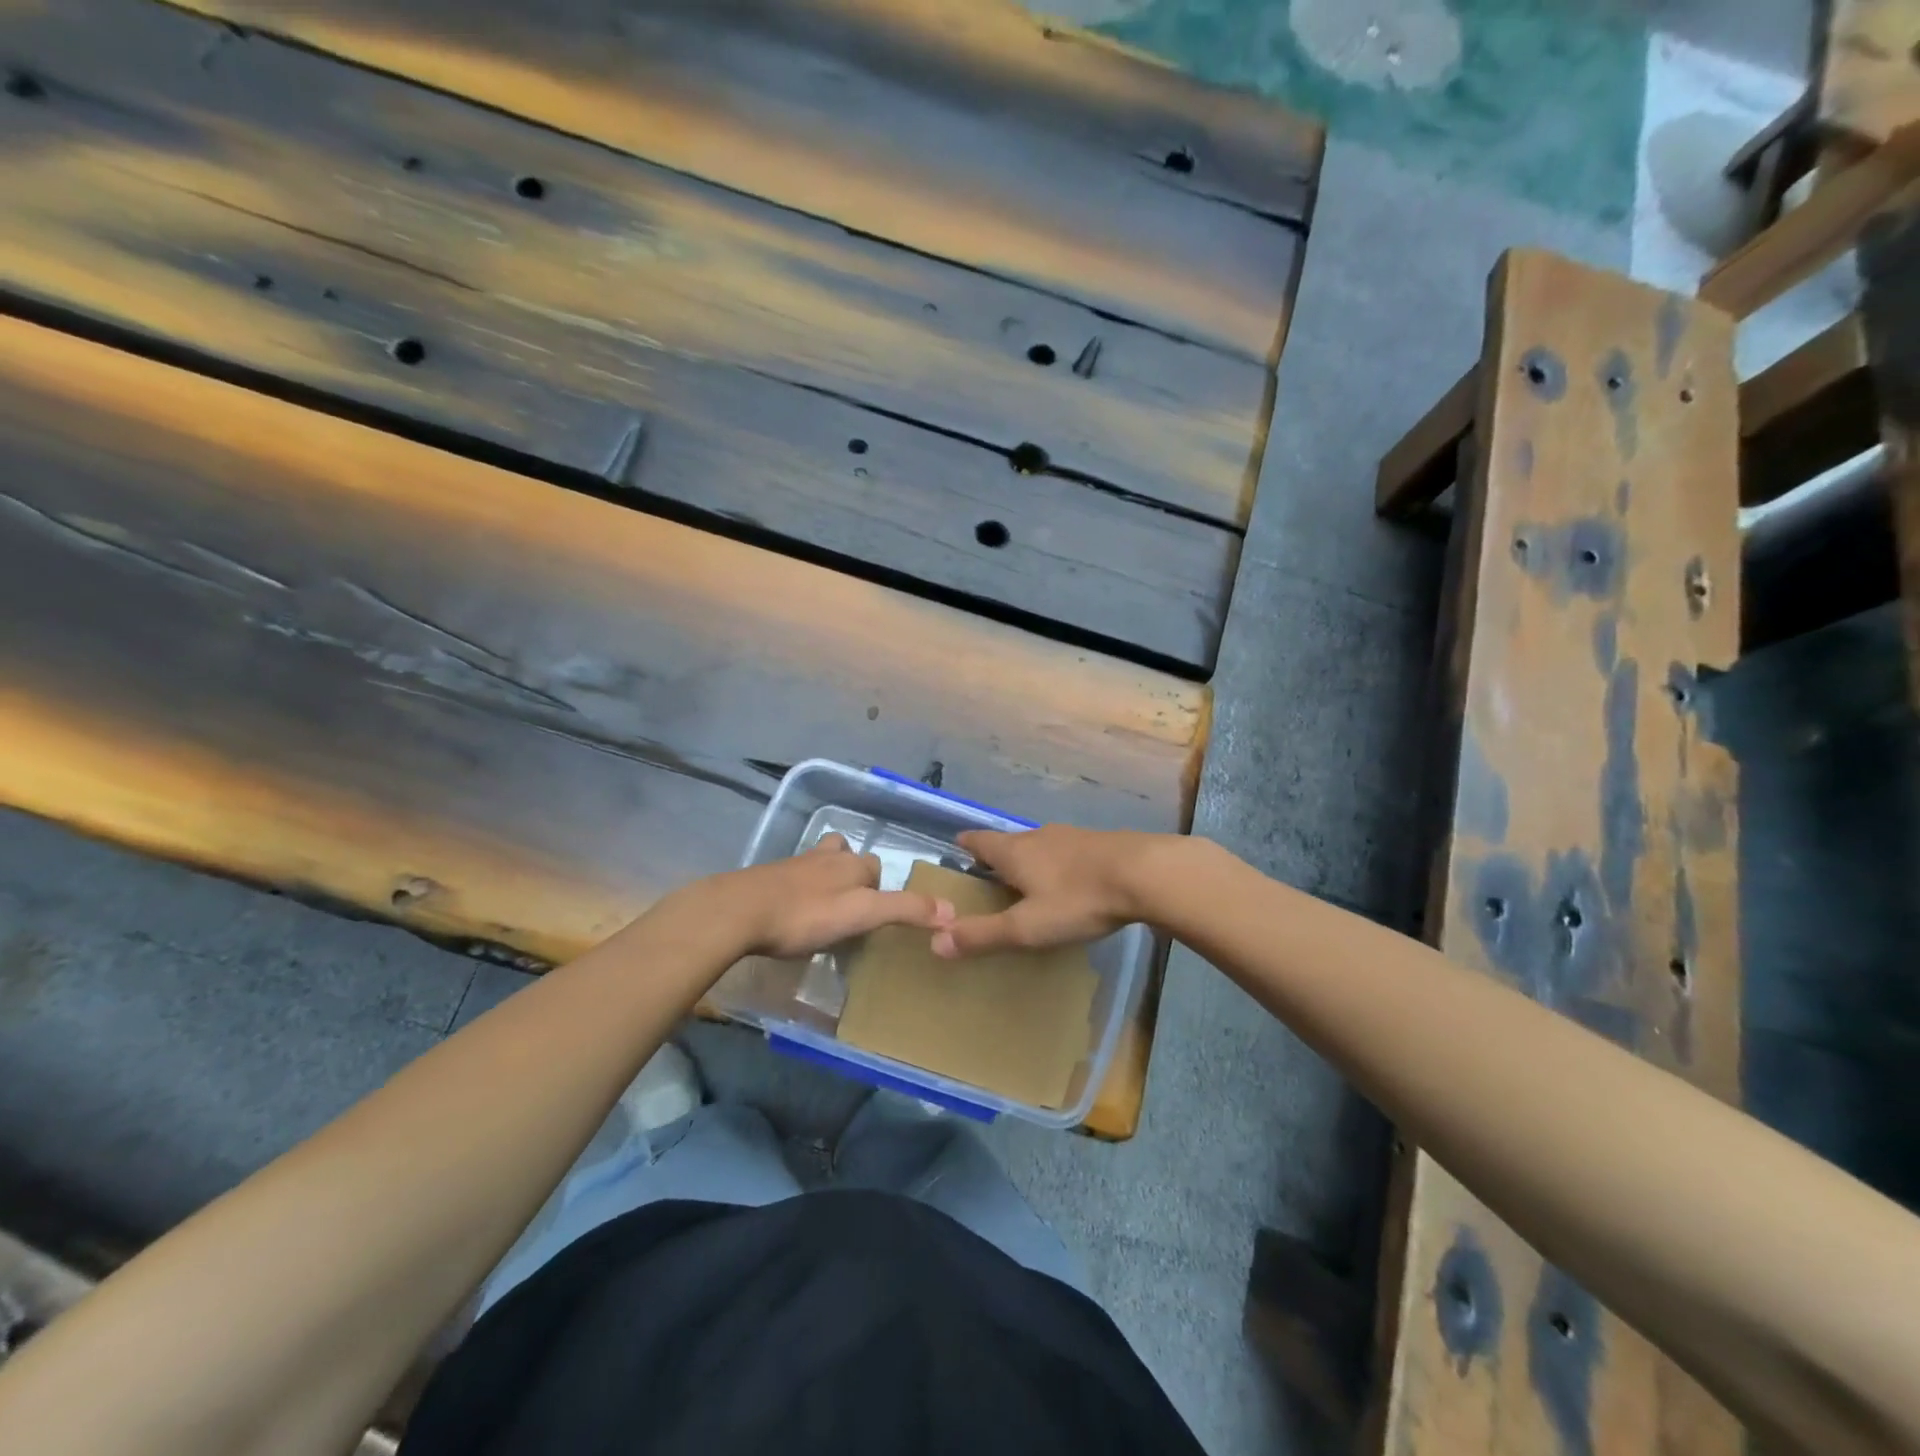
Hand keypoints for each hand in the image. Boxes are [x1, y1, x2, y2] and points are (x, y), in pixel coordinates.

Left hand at [726, 833, 953, 957]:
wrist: (739, 912)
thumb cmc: (806, 914)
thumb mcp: (862, 914)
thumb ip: (905, 910)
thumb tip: (952, 910)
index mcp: (851, 863)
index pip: (876, 866)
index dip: (880, 888)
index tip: (875, 915)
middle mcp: (824, 856)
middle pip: (846, 855)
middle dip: (852, 874)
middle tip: (852, 908)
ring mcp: (792, 865)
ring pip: (818, 862)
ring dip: (824, 877)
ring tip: (824, 906)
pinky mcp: (766, 879)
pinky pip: (791, 880)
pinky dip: (797, 890)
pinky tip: (791, 913)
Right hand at [931, 825, 1167, 957]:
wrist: (1144, 873)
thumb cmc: (1077, 899)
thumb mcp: (1027, 926)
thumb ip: (983, 935)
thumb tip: (935, 942)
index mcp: (1014, 852)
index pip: (979, 841)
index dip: (966, 845)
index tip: (957, 850)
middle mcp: (1038, 836)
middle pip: (1009, 842)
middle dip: (997, 857)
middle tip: (989, 878)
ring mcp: (1071, 836)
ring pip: (1039, 845)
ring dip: (1029, 860)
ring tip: (1027, 883)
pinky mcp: (1099, 843)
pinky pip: (1067, 851)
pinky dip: (1058, 864)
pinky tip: (1069, 882)